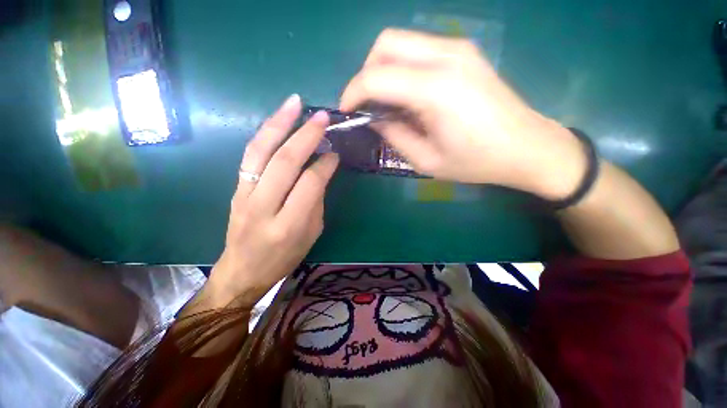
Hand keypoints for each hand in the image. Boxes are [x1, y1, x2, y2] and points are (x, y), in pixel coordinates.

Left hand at [206, 95, 338, 307]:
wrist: (242, 270)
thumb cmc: (284, 257)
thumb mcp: (311, 234)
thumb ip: (316, 200)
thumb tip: (321, 170)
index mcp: (289, 225)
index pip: (310, 184)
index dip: (325, 164)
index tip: (335, 153)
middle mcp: (263, 207)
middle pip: (284, 162)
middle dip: (306, 135)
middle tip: (322, 117)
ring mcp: (244, 195)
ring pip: (260, 151)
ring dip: (279, 124)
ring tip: (294, 103)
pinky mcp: (235, 188)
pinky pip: (250, 155)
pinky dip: (265, 134)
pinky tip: (277, 121)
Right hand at [340, 29, 585, 199]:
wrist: (527, 147)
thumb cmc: (476, 162)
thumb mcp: (426, 161)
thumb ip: (394, 136)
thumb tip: (374, 119)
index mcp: (436, 89)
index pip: (376, 77)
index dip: (353, 93)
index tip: (346, 111)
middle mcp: (446, 56)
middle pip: (386, 43)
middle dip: (366, 73)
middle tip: (367, 104)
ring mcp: (458, 48)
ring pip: (401, 42)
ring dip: (383, 69)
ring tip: (386, 102)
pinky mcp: (465, 52)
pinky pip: (419, 49)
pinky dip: (402, 67)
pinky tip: (408, 94)